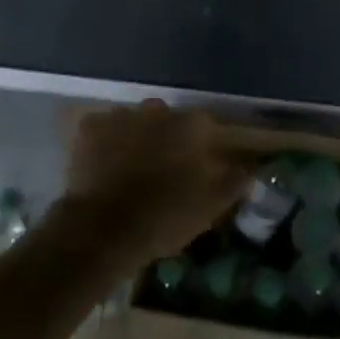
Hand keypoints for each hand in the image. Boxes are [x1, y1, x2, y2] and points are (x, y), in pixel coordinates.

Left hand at [57, 100, 248, 268]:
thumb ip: (233, 183)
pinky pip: (102, 128)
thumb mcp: (210, 207)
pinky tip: (104, 165)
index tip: (198, 166)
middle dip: (166, 137)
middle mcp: (158, 110)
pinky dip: (105, 142)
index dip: (202, 146)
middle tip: (163, 169)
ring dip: (135, 137)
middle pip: (167, 119)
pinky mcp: (89, 126)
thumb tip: (249, 170)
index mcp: (192, 126)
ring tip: (130, 168)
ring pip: (134, 121)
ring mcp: (121, 115)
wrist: (104, 228)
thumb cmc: (165, 217)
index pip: (205, 126)